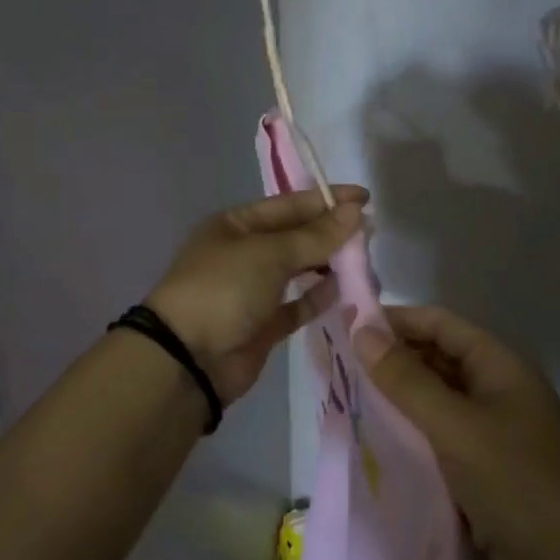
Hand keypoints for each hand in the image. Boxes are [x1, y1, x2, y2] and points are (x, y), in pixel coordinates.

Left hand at [145, 186, 368, 404]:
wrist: (189, 359)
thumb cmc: (224, 289)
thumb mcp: (269, 254)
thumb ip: (315, 236)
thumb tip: (355, 213)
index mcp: (235, 225)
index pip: (288, 205)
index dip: (326, 200)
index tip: (365, 199)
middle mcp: (243, 253)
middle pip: (294, 236)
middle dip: (330, 232)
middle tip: (371, 231)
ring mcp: (252, 290)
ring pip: (298, 270)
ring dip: (328, 263)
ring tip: (364, 259)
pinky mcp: (263, 325)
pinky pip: (297, 304)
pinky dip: (318, 297)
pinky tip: (344, 289)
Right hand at [354, 305, 559, 559]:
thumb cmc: (522, 487)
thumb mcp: (458, 428)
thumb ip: (407, 381)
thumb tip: (360, 330)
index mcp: (499, 367)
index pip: (438, 324)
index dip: (393, 319)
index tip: (342, 323)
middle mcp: (494, 392)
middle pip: (433, 360)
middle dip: (387, 359)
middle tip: (333, 365)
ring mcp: (488, 435)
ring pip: (430, 403)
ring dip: (392, 400)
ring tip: (340, 399)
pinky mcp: (480, 474)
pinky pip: (434, 441)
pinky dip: (404, 437)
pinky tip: (369, 440)